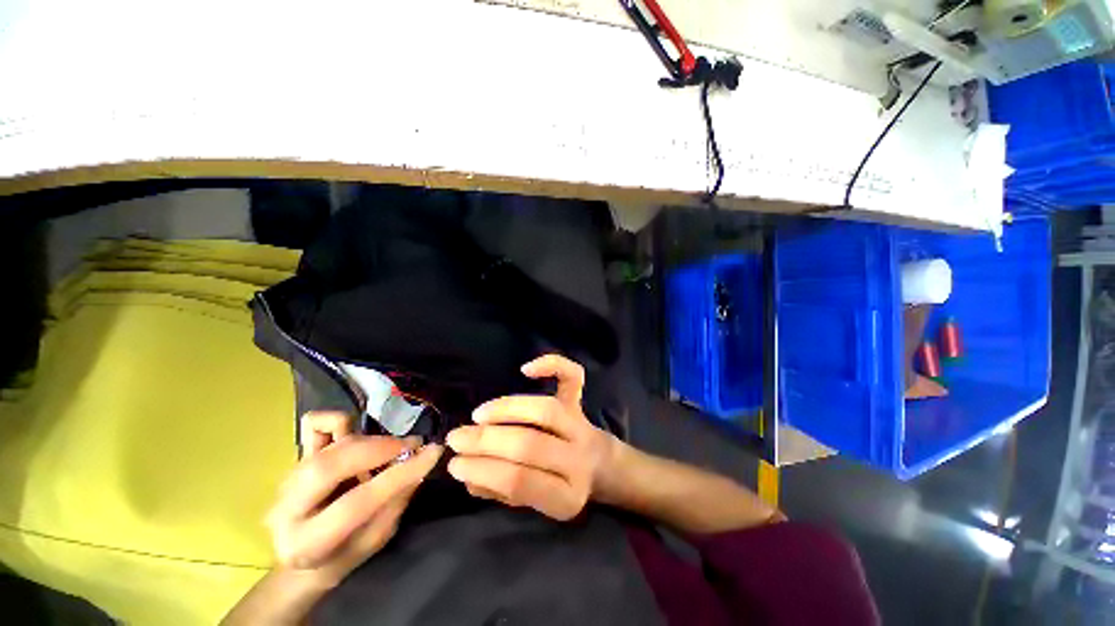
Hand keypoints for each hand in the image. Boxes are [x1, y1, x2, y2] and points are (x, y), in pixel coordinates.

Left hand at [265, 412, 443, 588]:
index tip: (433, 452)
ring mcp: (287, 479)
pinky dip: (339, 420)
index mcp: (306, 544)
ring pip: (330, 445)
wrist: (298, 560)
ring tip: (392, 448)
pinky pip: (314, 425)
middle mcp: (287, 509)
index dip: (399, 474)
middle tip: (411, 445)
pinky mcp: (293, 457)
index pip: (357, 502)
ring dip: (371, 440)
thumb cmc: (340, 557)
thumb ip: (394, 504)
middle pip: (331, 465)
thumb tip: (419, 465)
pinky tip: (357, 433)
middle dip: (380, 448)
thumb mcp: (373, 542)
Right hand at [445, 355, 616, 520]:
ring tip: (478, 415)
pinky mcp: (581, 402)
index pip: (521, 482)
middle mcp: (577, 459)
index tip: (454, 464)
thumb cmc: (560, 486)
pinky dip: (553, 365)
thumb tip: (469, 474)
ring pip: (546, 411)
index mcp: (565, 496)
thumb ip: (502, 492)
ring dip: (507, 409)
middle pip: (531, 445)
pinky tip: (526, 369)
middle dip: (487, 441)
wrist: (601, 466)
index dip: (484, 472)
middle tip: (456, 438)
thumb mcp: (533, 503)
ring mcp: (581, 425)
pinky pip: (573, 378)